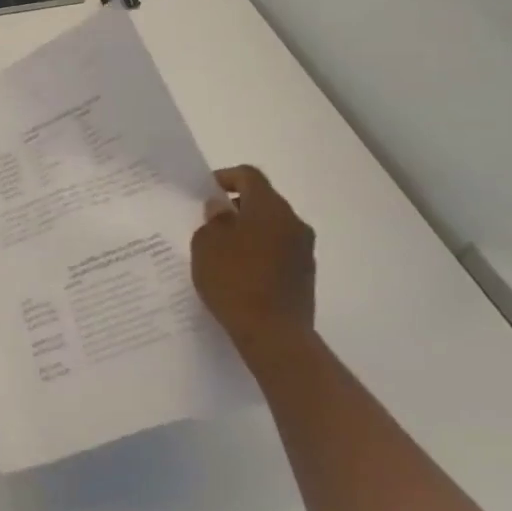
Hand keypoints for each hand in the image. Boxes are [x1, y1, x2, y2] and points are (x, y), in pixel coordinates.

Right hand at [190, 166, 317, 368]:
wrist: (274, 334)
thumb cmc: (234, 281)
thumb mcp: (207, 245)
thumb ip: (213, 220)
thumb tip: (222, 208)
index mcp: (270, 208)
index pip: (249, 176)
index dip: (225, 177)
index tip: (206, 192)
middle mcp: (293, 222)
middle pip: (264, 200)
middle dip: (237, 206)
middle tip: (211, 222)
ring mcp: (303, 249)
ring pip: (273, 227)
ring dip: (250, 230)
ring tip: (223, 250)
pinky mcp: (305, 274)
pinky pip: (279, 250)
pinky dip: (260, 251)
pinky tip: (240, 272)